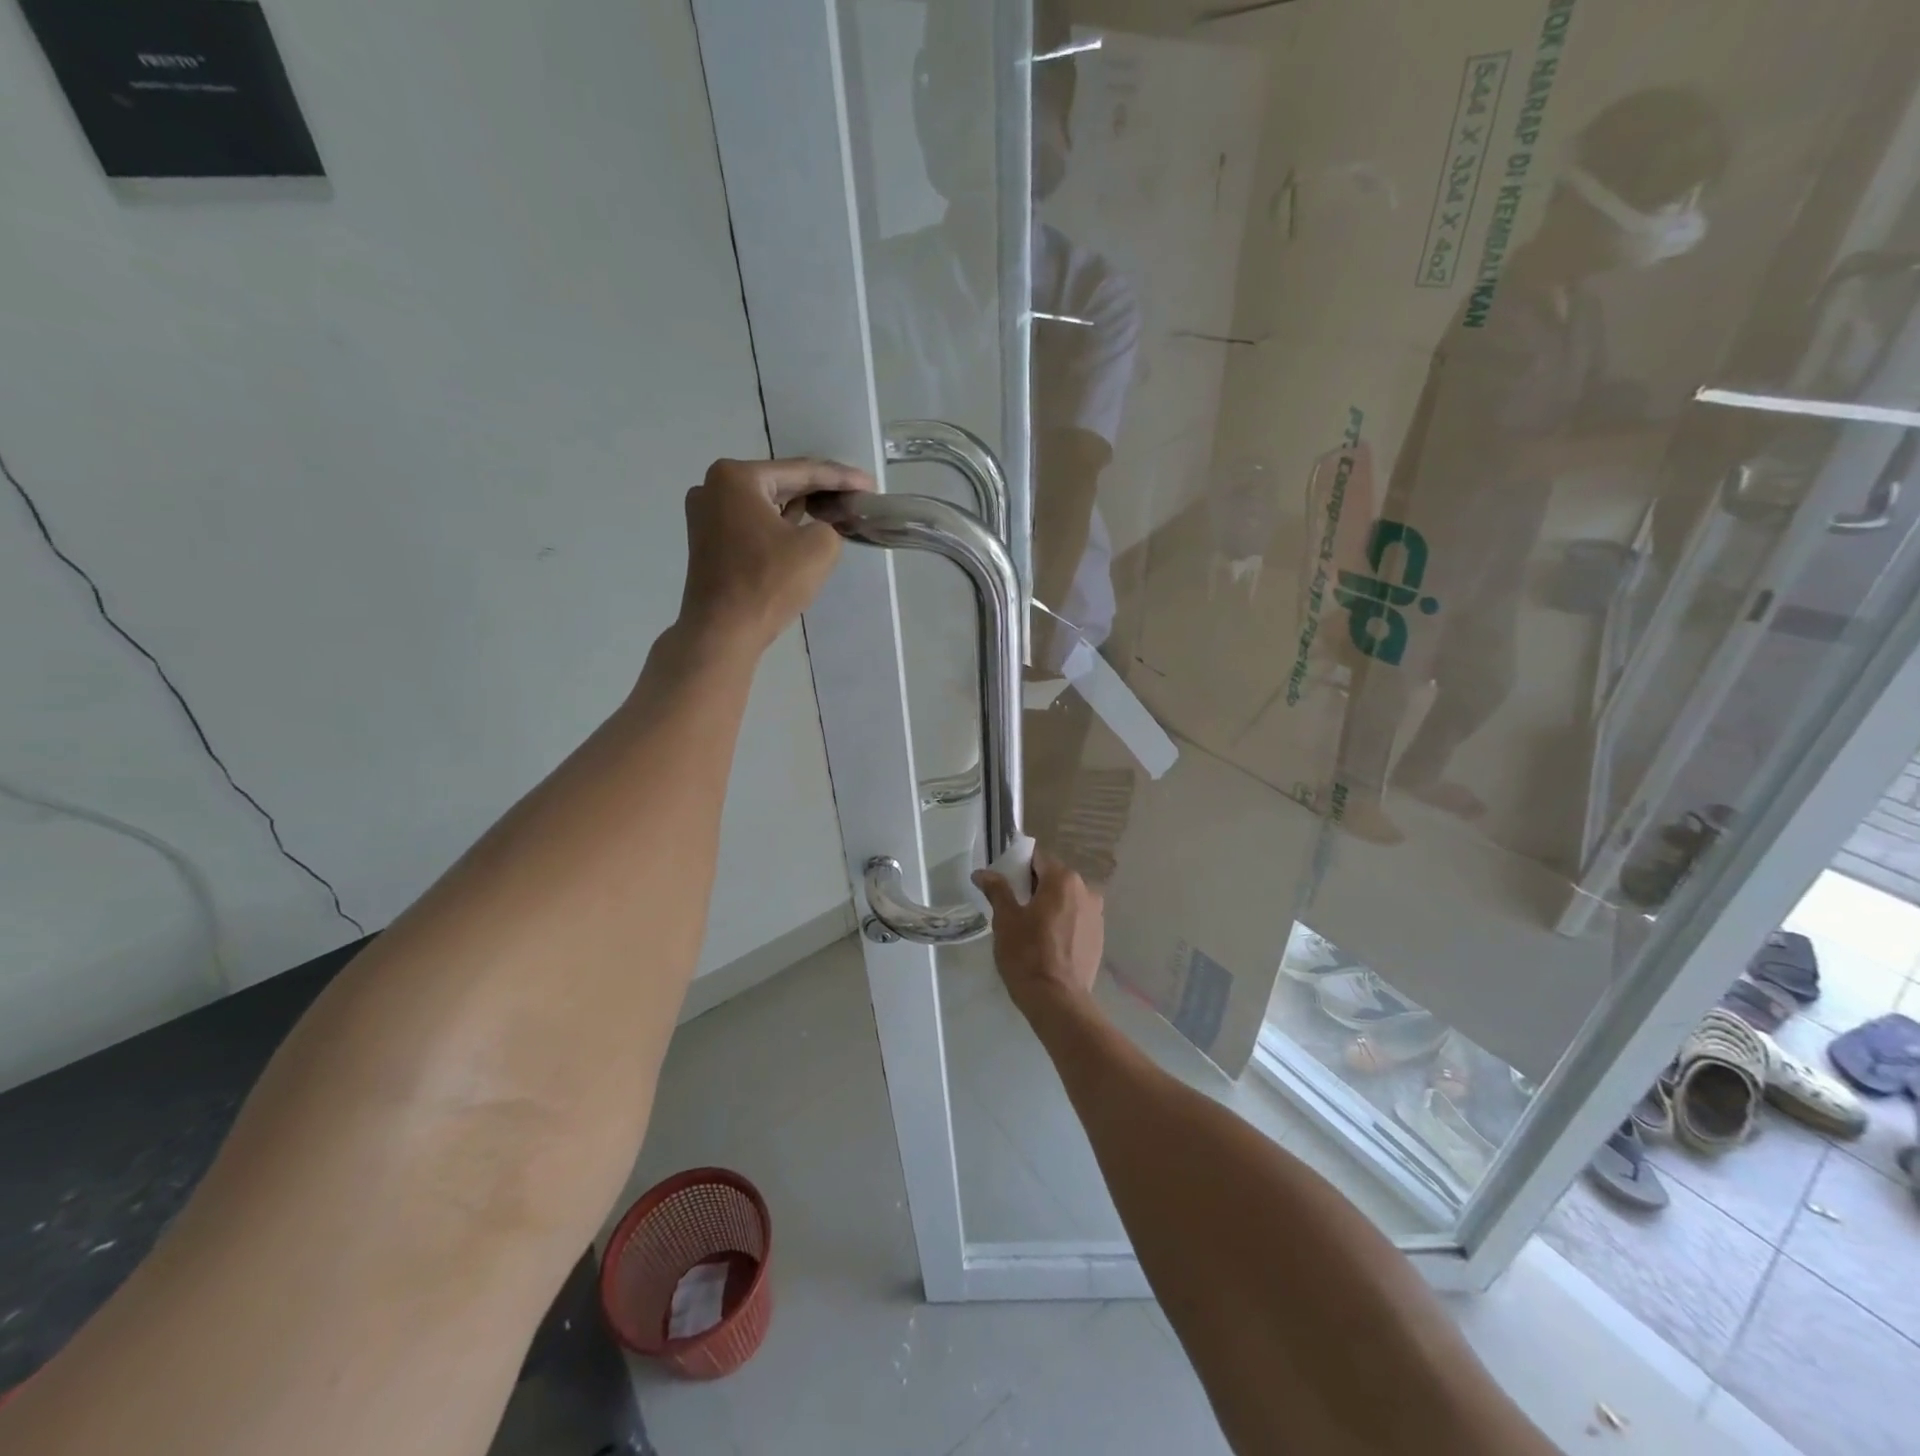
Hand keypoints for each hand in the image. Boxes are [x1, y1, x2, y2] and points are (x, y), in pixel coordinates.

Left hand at [680, 457, 873, 651]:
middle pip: (781, 483)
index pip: (802, 471)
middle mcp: (713, 487)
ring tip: (834, 511)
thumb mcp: (819, 548)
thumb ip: (831, 526)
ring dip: (799, 507)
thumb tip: (821, 528)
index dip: (842, 478)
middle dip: (819, 491)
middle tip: (855, 496)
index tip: (870, 485)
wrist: (723, 631)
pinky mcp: (707, 541)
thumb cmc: (768, 583)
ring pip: (765, 503)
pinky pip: (752, 523)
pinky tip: (801, 528)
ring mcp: (705, 515)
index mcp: (737, 477)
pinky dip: (778, 525)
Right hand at [972, 849, 1103, 1017]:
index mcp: (1063, 879)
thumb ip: (996, 890)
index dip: (1018, 867)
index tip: (1005, 884)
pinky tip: (1048, 942)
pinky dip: (1063, 921)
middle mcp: (1086, 890)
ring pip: (1067, 899)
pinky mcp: (1099, 936)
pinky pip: (1076, 918)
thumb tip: (982, 873)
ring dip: (1050, 905)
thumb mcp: (1005, 919)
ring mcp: (1096, 914)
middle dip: (1034, 886)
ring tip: (1030, 927)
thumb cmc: (1027, 954)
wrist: (1057, 1000)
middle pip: (1054, 877)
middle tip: (1013, 907)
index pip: (1038, 858)